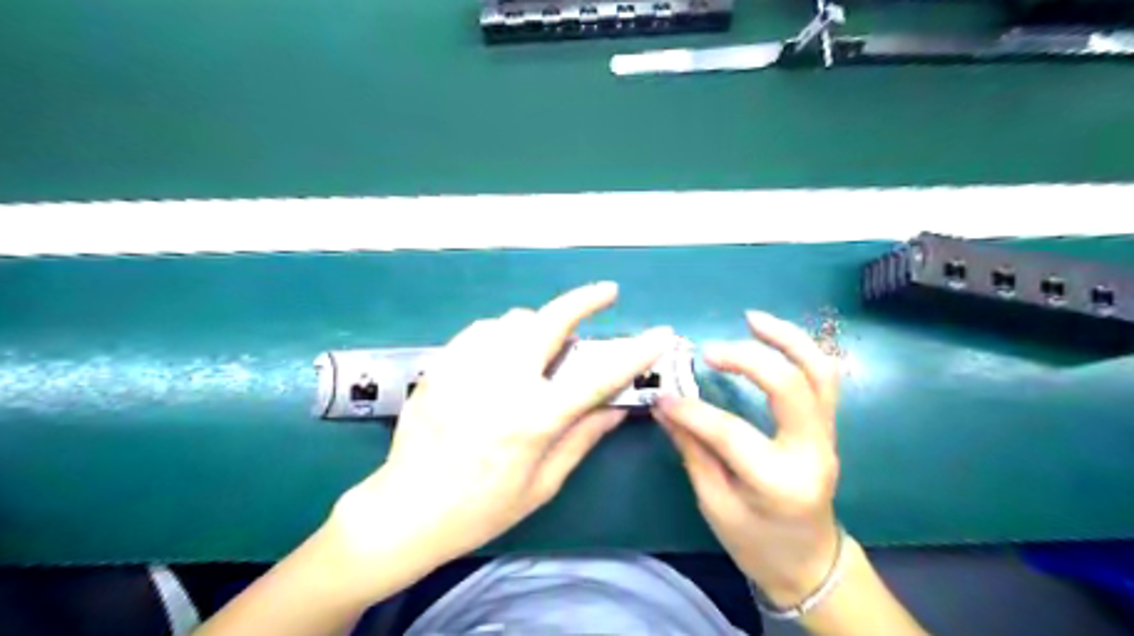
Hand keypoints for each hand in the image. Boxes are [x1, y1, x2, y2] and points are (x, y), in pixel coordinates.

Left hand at [331, 283, 672, 569]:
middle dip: (585, 300)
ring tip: (544, 343)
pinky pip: (480, 330)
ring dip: (539, 324)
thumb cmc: (480, 508)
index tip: (660, 334)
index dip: (635, 353)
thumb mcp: (541, 485)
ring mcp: (467, 368)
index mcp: (533, 419)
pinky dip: (501, 333)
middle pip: (550, 322)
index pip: (598, 377)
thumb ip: (581, 439)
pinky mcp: (441, 365)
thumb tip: (616, 410)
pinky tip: (502, 353)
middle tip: (606, 292)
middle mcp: (502, 383)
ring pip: (514, 320)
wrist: (406, 509)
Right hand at [658, 311, 840, 607]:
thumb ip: (693, 450)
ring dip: (787, 339)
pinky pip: (822, 378)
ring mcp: (827, 436)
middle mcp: (811, 451)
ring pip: (819, 372)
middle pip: (789, 387)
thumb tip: (665, 406)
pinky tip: (773, 335)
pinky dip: (800, 350)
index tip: (661, 397)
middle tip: (708, 351)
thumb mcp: (715, 503)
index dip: (690, 411)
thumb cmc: (757, 542)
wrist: (809, 561)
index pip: (729, 432)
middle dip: (746, 359)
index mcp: (779, 482)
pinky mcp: (827, 426)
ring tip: (752, 318)